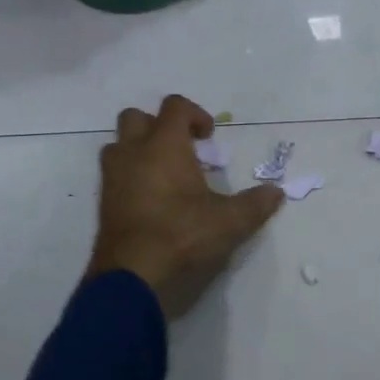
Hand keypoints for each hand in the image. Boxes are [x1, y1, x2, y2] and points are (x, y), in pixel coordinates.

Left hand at [85, 95, 283, 318]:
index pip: (175, 106)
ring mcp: (113, 175)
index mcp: (164, 145)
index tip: (209, 137)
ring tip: (162, 172)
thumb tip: (276, 193)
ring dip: (138, 148)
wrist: (132, 273)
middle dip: (158, 125)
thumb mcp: (228, 222)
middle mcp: (133, 152)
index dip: (194, 114)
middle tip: (181, 149)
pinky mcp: (103, 200)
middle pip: (137, 117)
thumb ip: (254, 204)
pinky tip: (149, 198)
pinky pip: (113, 173)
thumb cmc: (181, 235)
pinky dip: (129, 174)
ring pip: (118, 143)